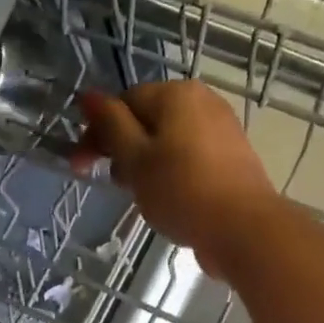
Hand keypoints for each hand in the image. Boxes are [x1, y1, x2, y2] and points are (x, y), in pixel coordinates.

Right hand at [75, 82, 282, 279]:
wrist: (243, 228)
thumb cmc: (181, 191)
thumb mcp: (135, 158)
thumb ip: (110, 125)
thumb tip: (88, 96)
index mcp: (176, 94)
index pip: (123, 103)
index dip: (97, 133)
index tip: (80, 168)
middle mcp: (202, 101)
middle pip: (147, 120)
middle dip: (122, 150)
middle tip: (114, 186)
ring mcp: (221, 129)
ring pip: (167, 141)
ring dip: (145, 165)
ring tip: (140, 197)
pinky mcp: (232, 158)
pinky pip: (189, 157)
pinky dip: (170, 174)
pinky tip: (168, 199)